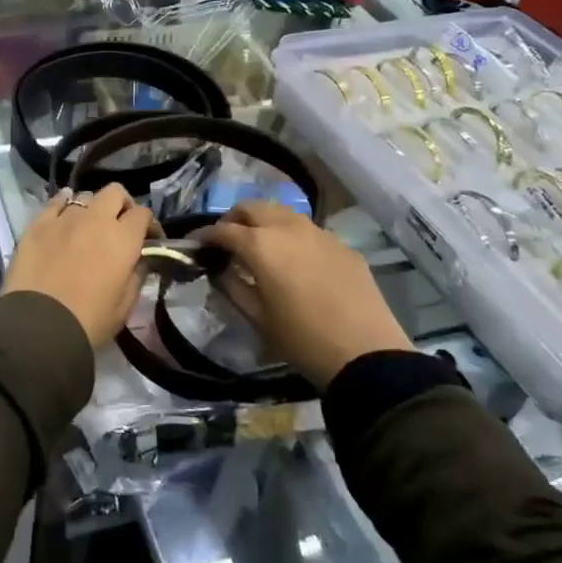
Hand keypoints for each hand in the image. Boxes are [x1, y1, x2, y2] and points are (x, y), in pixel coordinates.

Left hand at [3, 185, 154, 350]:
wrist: (39, 327)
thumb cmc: (89, 321)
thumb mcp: (125, 306)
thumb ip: (137, 276)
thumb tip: (140, 260)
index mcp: (122, 239)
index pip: (143, 214)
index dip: (149, 224)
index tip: (148, 239)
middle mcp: (96, 219)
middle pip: (114, 192)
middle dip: (122, 205)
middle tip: (119, 226)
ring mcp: (64, 217)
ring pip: (84, 196)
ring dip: (91, 208)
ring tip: (87, 227)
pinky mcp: (38, 223)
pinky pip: (55, 202)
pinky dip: (63, 205)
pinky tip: (63, 216)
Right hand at [198, 200, 410, 385]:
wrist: (367, 354)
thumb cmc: (302, 339)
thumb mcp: (257, 317)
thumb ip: (231, 286)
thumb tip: (220, 269)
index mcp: (260, 244)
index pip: (223, 230)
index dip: (205, 235)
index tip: (194, 244)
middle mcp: (287, 227)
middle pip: (252, 207)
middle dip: (234, 219)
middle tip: (227, 241)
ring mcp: (319, 232)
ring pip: (281, 212)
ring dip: (263, 221)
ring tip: (260, 245)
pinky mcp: (342, 245)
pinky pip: (308, 230)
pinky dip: (292, 236)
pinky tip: (295, 261)